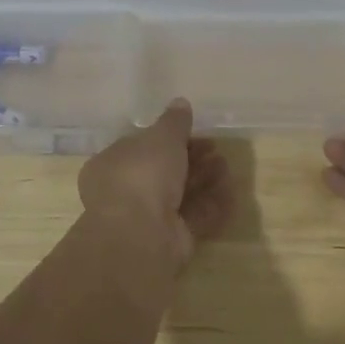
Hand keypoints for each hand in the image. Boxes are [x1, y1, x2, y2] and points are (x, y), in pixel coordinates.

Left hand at [78, 98, 234, 266]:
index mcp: (113, 164)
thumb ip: (174, 122)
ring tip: (226, 168)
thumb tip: (180, 102)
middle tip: (216, 150)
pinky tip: (232, 193)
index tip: (196, 132)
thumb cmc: (142, 175)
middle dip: (193, 160)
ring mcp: (148, 219)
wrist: (140, 235)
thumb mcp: (161, 138)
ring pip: (182, 195)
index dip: (170, 139)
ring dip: (205, 180)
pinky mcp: (170, 241)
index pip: (142, 147)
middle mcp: (127, 192)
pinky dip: (213, 206)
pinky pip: (194, 218)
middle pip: (165, 172)